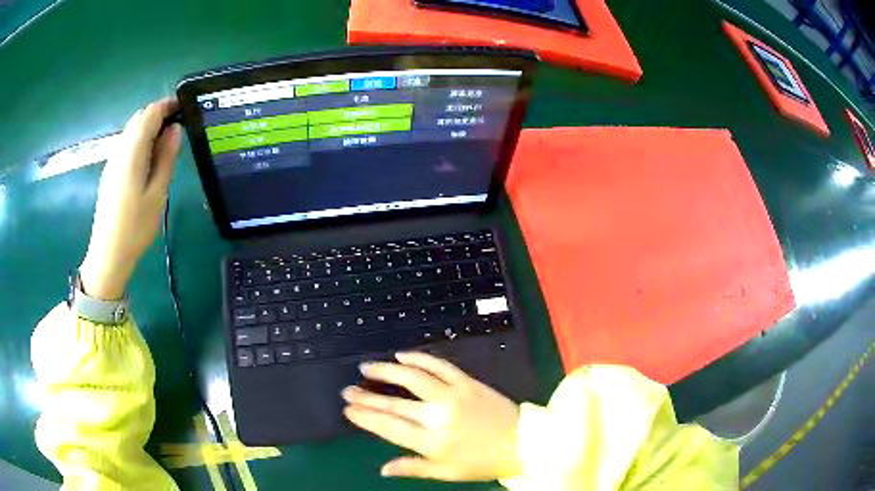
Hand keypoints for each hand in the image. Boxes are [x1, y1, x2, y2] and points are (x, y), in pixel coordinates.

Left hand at [79, 99, 181, 299]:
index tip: (185, 110)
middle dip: (159, 116)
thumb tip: (175, 130)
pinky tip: (149, 162)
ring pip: (132, 131)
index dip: (168, 106)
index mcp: (131, 152)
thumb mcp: (157, 193)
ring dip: (149, 130)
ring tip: (166, 147)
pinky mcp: (110, 172)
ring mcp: (112, 161)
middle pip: (139, 119)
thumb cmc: (135, 227)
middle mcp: (119, 150)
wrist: (108, 254)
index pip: (150, 113)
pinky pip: (127, 145)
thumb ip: (166, 157)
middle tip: (178, 132)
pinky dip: (140, 143)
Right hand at [342, 352, 522, 481]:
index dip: (365, 417)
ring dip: (386, 370)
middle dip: (366, 397)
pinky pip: (439, 365)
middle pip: (394, 404)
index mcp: (431, 443)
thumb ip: (413, 469)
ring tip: (367, 367)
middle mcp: (438, 416)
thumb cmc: (482, 462)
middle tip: (348, 390)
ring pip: (412, 377)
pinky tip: (402, 355)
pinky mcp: (467, 382)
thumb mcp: (446, 473)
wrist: (522, 442)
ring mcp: (453, 395)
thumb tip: (383, 469)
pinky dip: (419, 357)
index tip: (348, 409)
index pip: (389, 427)